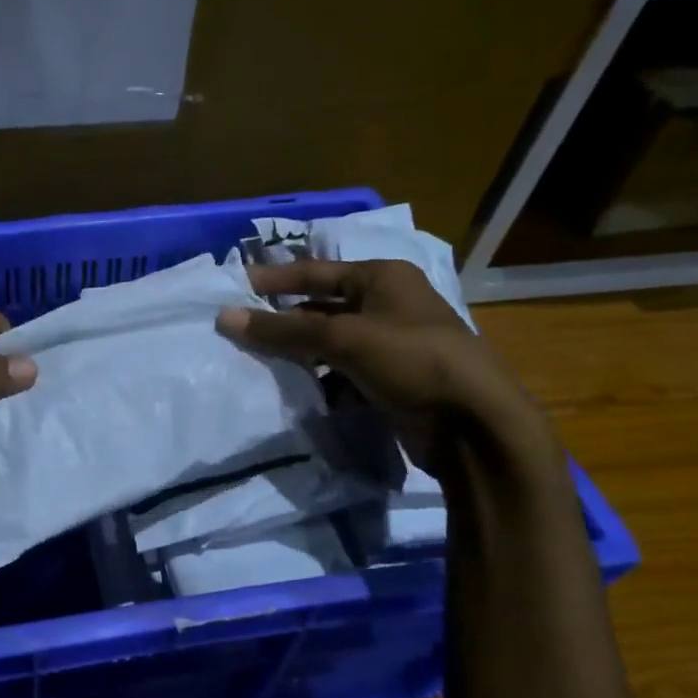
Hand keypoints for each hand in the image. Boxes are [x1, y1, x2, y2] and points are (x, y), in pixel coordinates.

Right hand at [214, 259, 530, 471]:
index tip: (235, 287)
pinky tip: (293, 389)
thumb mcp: (344, 339)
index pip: (316, 271)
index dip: (275, 279)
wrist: (473, 425)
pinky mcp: (389, 379)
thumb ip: (283, 330)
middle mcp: (387, 304)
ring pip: (329, 342)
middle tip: (239, 329)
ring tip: (257, 361)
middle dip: (283, 320)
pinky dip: (319, 378)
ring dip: (298, 352)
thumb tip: (224, 317)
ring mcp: (390, 344)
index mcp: (383, 278)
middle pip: (321, 307)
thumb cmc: (412, 360)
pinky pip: (341, 371)